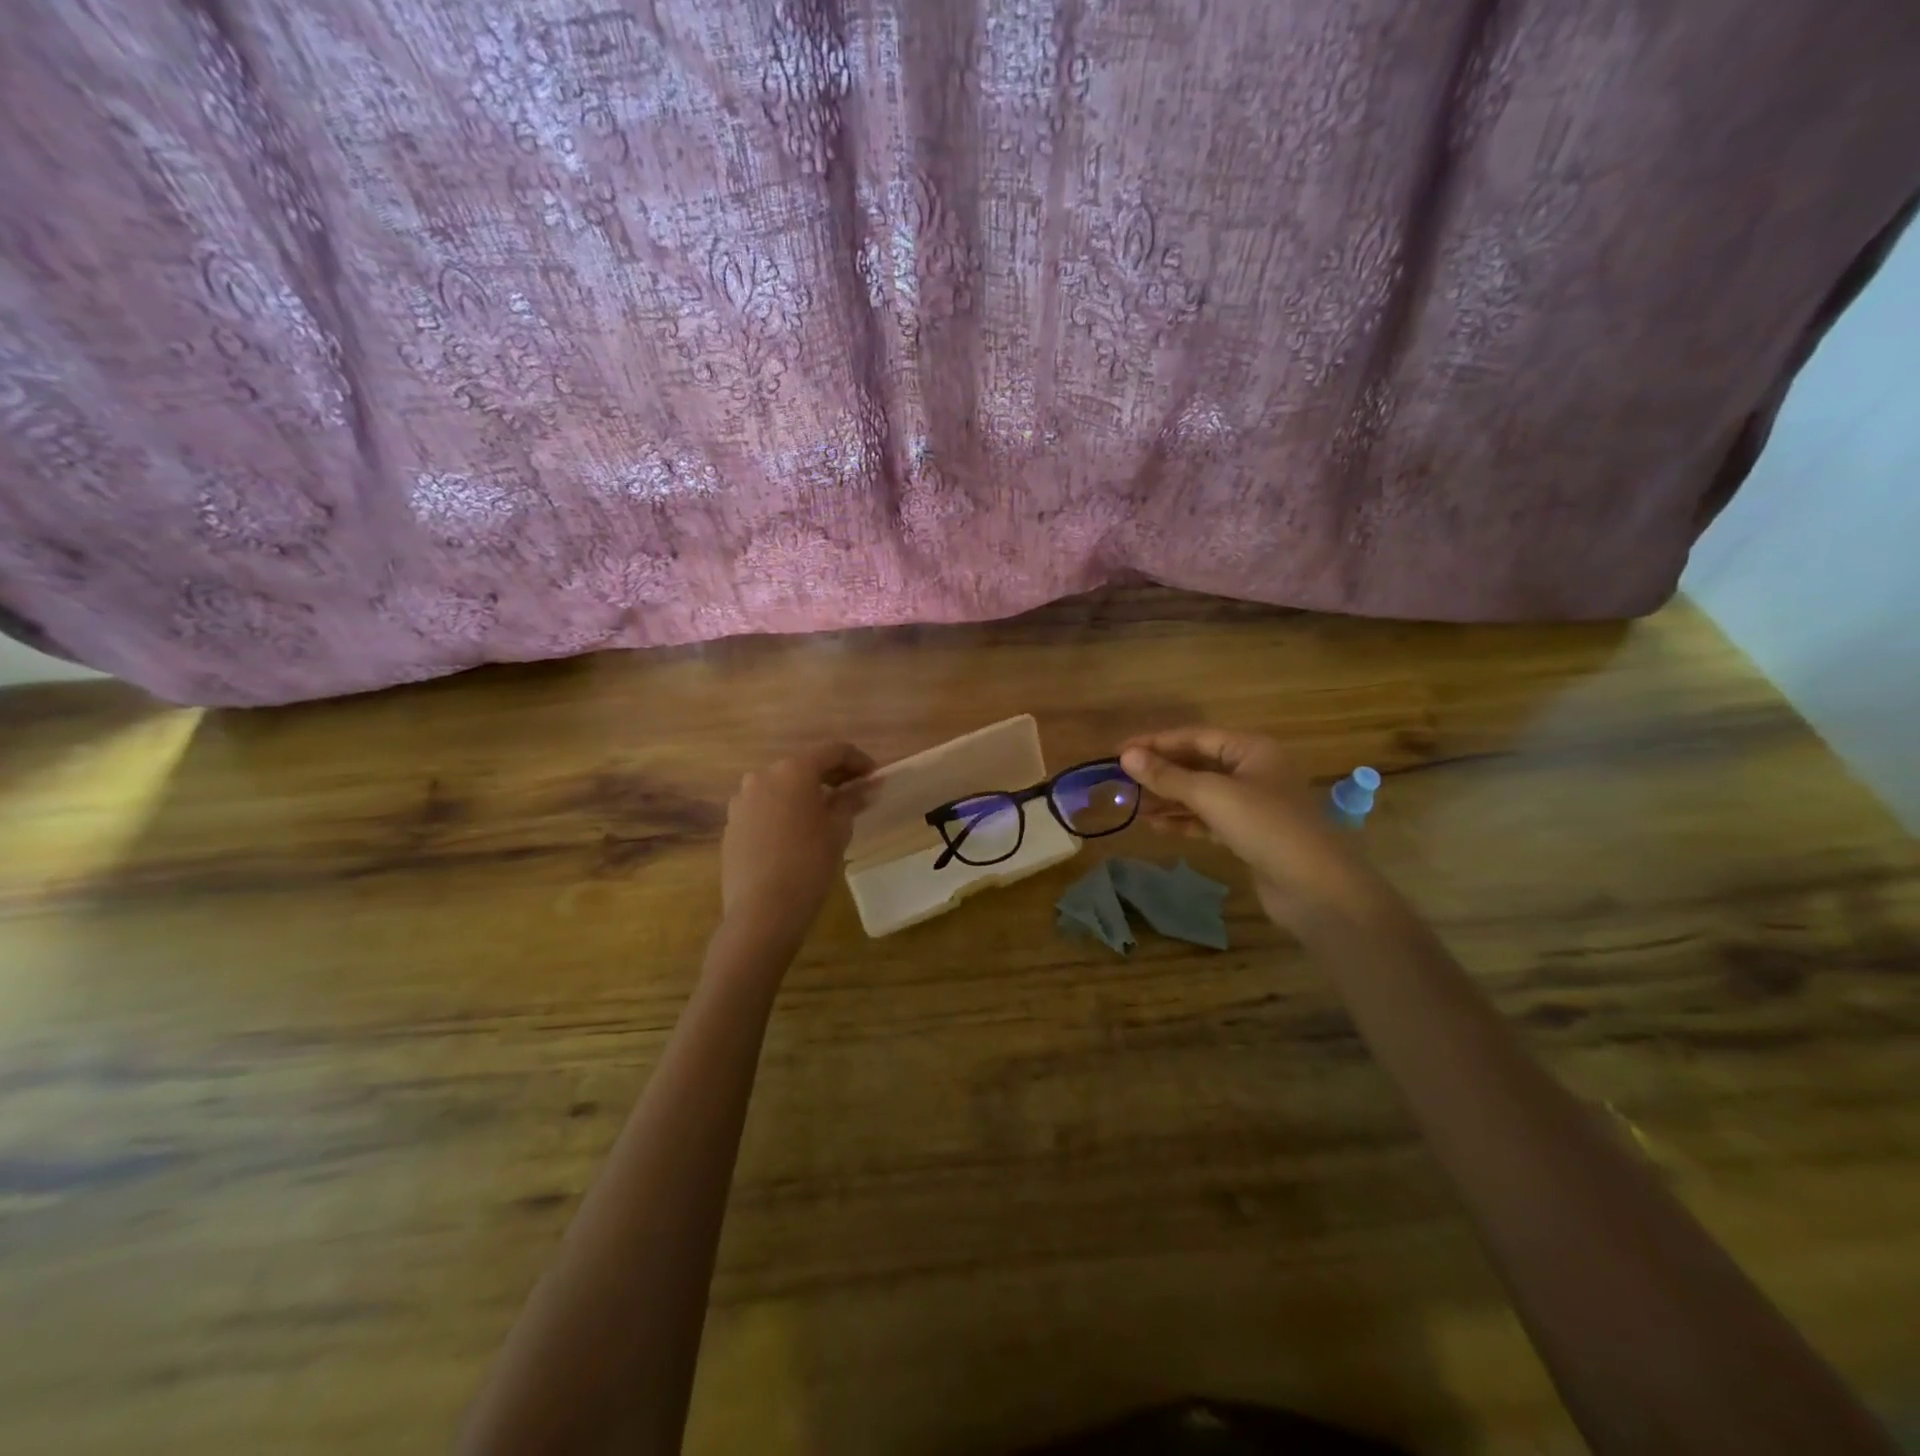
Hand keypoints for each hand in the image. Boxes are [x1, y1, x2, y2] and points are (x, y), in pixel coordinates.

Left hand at [720, 743, 875, 948]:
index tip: (874, 777)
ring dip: (804, 794)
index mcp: (794, 770)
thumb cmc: (809, 863)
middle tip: (854, 794)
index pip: (833, 752)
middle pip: (804, 767)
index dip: (858, 761)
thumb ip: (852, 800)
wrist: (762, 910)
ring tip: (825, 816)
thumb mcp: (839, 830)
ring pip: (781, 788)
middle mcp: (763, 776)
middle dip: (831, 777)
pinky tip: (797, 835)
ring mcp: (742, 801)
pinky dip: (784, 812)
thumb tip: (869, 786)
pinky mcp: (732, 825)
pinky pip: (764, 809)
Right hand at [1119, 727, 1376, 927]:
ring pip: (1201, 793)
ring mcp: (1252, 804)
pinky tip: (1156, 826)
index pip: (1194, 737)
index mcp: (1251, 749)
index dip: (1155, 742)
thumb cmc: (1266, 826)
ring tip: (1132, 805)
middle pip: (1197, 764)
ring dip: (1168, 799)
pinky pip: (1208, 819)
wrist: (1316, 888)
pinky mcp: (1249, 834)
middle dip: (1160, 772)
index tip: (1118, 752)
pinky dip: (1183, 821)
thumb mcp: (1212, 795)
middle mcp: (1253, 770)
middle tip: (1121, 781)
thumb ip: (1167, 776)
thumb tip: (1126, 756)